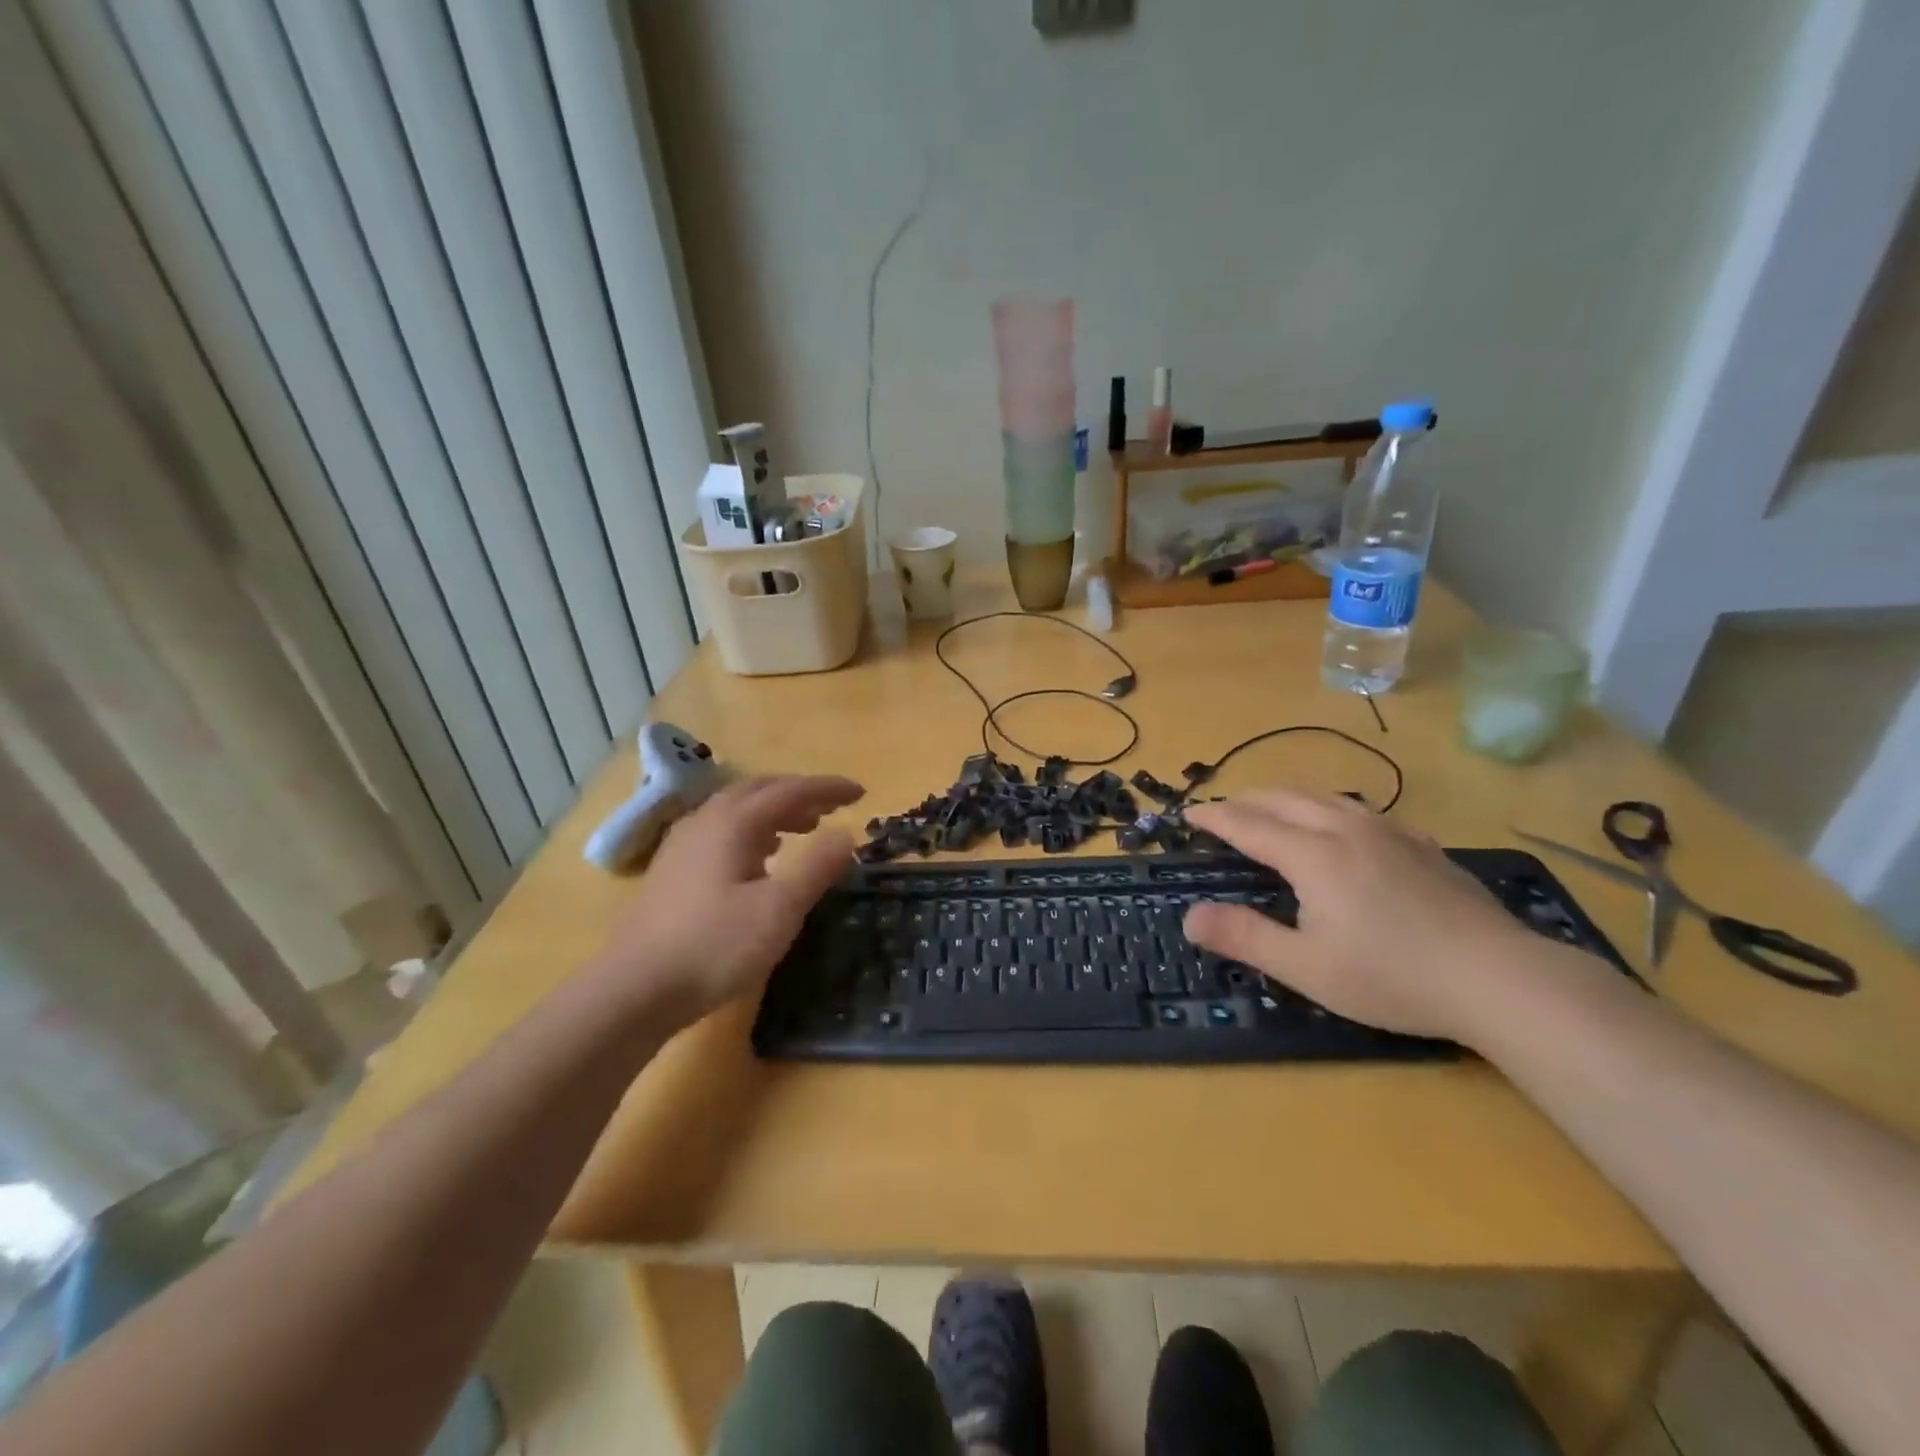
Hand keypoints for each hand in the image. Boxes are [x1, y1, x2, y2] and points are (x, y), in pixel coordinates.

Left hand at [591, 775, 862, 1025]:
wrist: (634, 990)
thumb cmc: (714, 946)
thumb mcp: (779, 909)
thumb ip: (817, 867)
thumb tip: (846, 833)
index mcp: (733, 822)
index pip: (790, 790)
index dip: (828, 788)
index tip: (861, 792)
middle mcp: (705, 821)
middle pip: (759, 791)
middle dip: (800, 794)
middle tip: (832, 808)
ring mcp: (683, 845)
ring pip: (737, 810)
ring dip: (775, 812)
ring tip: (803, 829)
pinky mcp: (672, 871)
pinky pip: (721, 832)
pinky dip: (752, 832)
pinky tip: (760, 859)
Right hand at [1180, 790, 1536, 1042]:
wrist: (1499, 977)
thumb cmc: (1392, 976)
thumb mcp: (1306, 967)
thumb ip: (1244, 937)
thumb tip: (1189, 916)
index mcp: (1312, 855)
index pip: (1248, 824)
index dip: (1214, 817)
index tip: (1187, 813)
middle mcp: (1345, 829)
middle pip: (1283, 799)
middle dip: (1245, 800)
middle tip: (1222, 812)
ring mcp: (1389, 832)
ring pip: (1324, 797)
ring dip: (1285, 797)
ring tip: (1270, 809)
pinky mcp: (1421, 844)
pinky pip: (1361, 810)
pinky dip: (1329, 808)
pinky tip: (1341, 826)